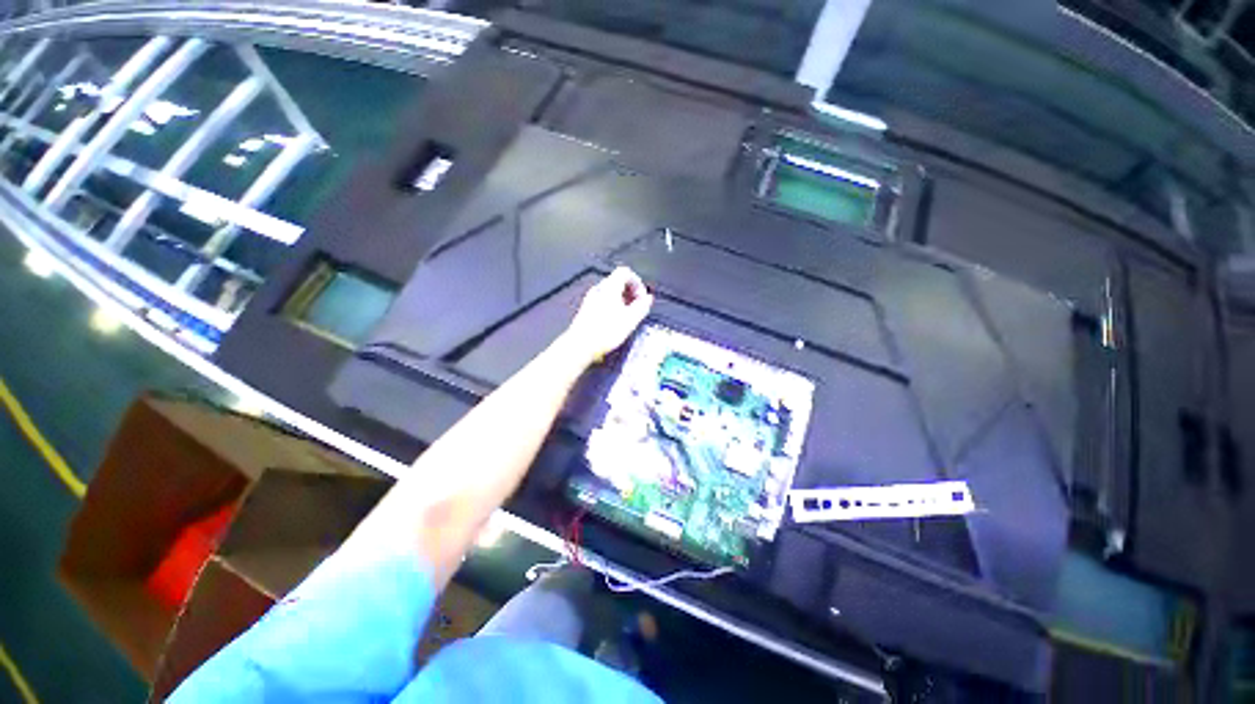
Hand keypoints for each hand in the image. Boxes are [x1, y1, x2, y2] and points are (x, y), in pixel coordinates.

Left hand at [561, 266, 653, 365]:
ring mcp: (591, 298)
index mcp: (609, 287)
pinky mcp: (586, 309)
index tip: (642, 297)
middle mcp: (599, 289)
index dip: (637, 282)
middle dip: (631, 292)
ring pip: (610, 292)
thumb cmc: (604, 333)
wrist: (580, 346)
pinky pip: (603, 300)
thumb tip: (648, 299)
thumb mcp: (630, 320)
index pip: (625, 272)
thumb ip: (642, 306)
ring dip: (622, 300)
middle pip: (618, 281)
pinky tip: (615, 321)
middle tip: (638, 306)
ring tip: (628, 315)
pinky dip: (613, 306)